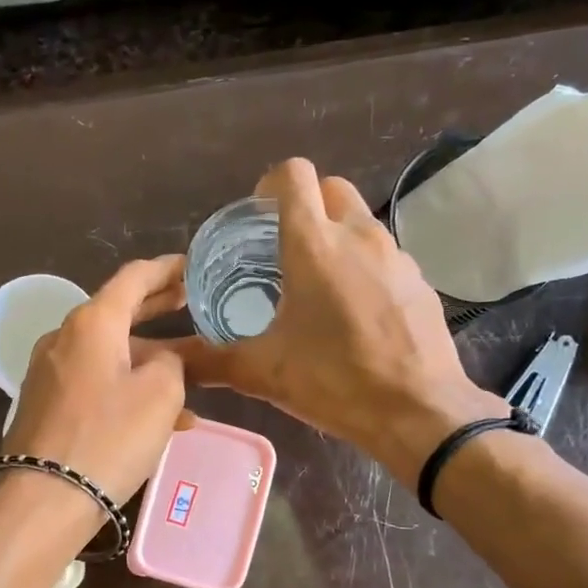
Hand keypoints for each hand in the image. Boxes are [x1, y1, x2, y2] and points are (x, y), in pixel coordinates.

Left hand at [3, 255, 189, 504]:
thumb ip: (172, 362)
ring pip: (110, 353)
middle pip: (119, 312)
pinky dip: (128, 387)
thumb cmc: (108, 437)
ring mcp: (51, 372)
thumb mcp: (160, 394)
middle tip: (193, 303)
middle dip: (158, 308)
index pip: (134, 277)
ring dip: (149, 358)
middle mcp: (65, 337)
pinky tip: (160, 417)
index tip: (193, 266)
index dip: (167, 269)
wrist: (44, 498)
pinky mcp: (47, 403)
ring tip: (192, 375)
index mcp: (91, 322)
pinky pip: (96, 382)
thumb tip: (161, 361)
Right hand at [172, 159, 505, 479]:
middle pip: (330, 188)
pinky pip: (383, 253)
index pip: (293, 175)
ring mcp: (395, 255)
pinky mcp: (419, 279)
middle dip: (304, 205)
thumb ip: (209, 360)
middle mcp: (358, 236)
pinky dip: (363, 264)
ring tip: (316, 283)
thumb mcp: (263, 372)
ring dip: (335, 234)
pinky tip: (354, 310)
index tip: (257, 217)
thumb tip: (168, 361)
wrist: (419, 412)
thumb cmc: (336, 381)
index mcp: (314, 245)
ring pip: (359, 220)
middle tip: (282, 247)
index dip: (270, 185)